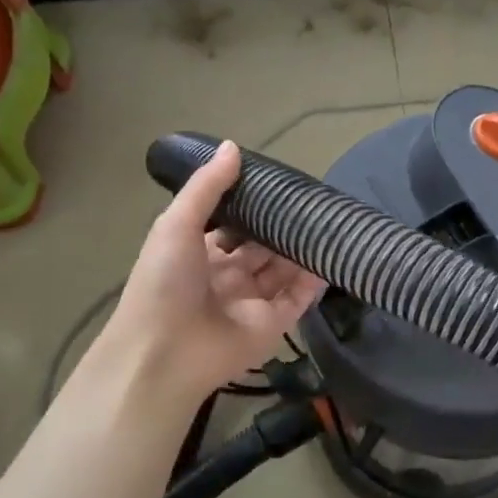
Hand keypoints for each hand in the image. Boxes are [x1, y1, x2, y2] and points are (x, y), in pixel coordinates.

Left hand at [99, 141, 323, 406]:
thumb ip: (207, 188)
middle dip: (283, 228)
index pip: (233, 227)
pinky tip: (332, 254)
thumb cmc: (165, 282)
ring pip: (284, 271)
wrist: (165, 351)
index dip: (254, 208)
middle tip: (314, 201)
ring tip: (330, 221)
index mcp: (200, 254)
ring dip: (303, 249)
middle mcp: (228, 277)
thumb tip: (234, 146)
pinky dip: (315, 279)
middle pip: (263, 248)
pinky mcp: (274, 324)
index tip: (280, 186)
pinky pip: (299, 298)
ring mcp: (253, 302)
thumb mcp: (176, 224)